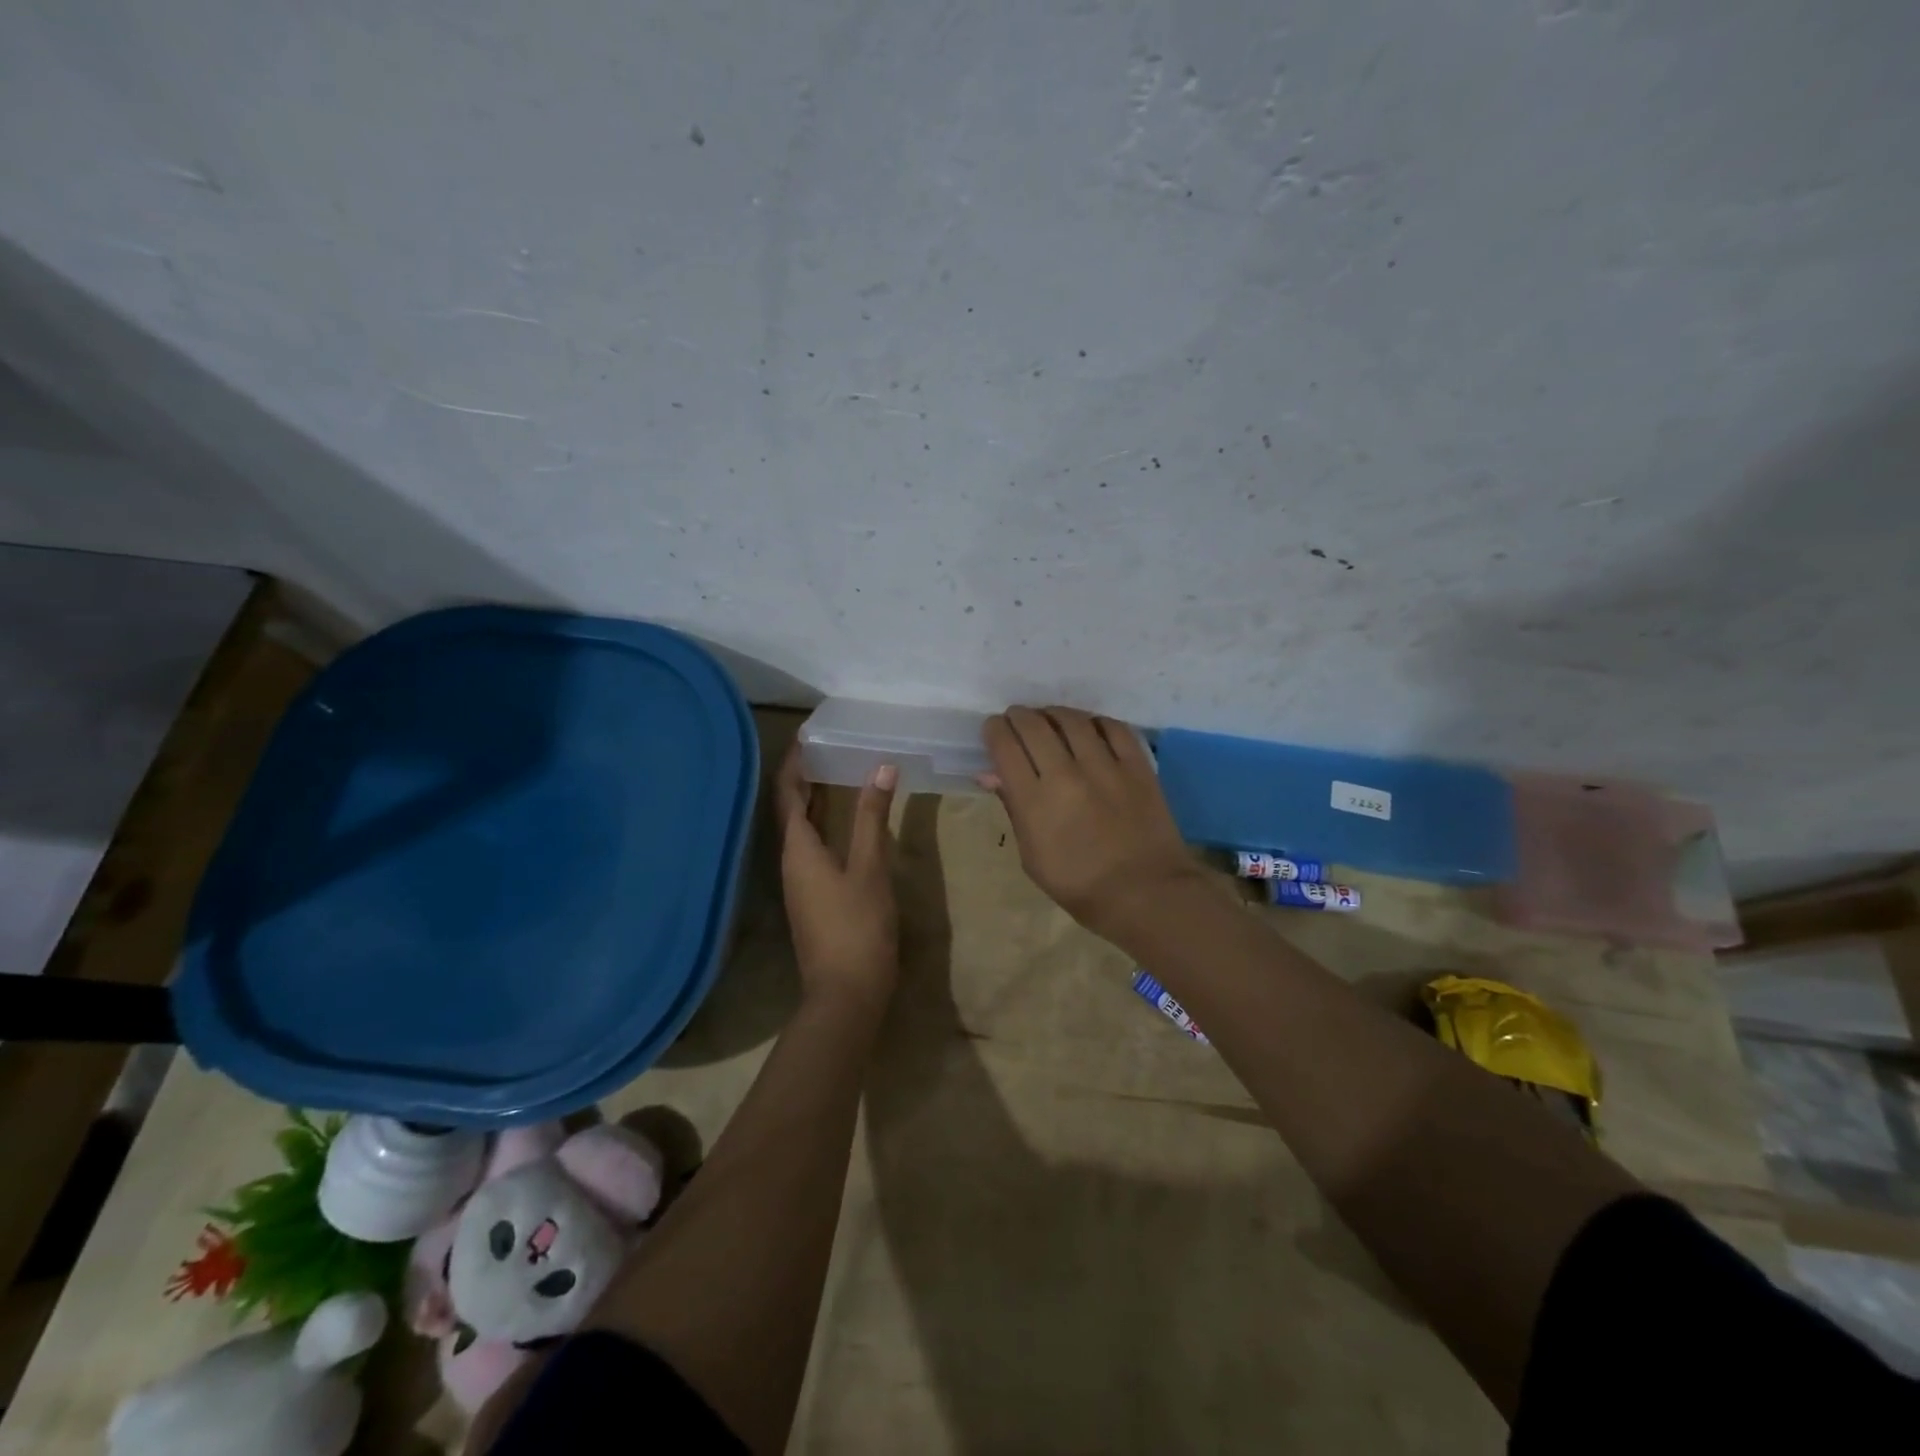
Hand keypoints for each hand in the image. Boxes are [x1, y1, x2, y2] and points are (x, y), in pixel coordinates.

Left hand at [775, 743, 899, 1010]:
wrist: (846, 994)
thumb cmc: (857, 927)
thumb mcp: (870, 868)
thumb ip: (874, 818)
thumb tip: (881, 767)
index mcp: (798, 848)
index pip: (787, 792)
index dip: (795, 762)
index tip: (811, 734)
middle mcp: (791, 861)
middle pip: (791, 808)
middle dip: (806, 776)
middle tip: (831, 746)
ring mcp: (800, 882)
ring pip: (802, 829)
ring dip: (816, 799)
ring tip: (839, 772)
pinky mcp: (813, 897)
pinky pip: (813, 847)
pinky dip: (825, 824)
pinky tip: (847, 821)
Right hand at [983, 706, 1199, 937]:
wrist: (1146, 894)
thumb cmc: (1080, 886)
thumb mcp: (1032, 858)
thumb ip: (1013, 808)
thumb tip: (990, 773)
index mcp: (1035, 801)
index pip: (1005, 746)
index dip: (994, 731)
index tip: (994, 730)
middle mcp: (1066, 774)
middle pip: (1034, 726)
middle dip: (1019, 717)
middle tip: (1017, 720)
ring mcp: (1106, 766)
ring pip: (1072, 720)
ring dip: (1053, 714)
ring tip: (1049, 719)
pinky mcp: (1138, 765)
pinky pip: (1113, 727)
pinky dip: (1095, 722)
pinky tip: (1089, 728)